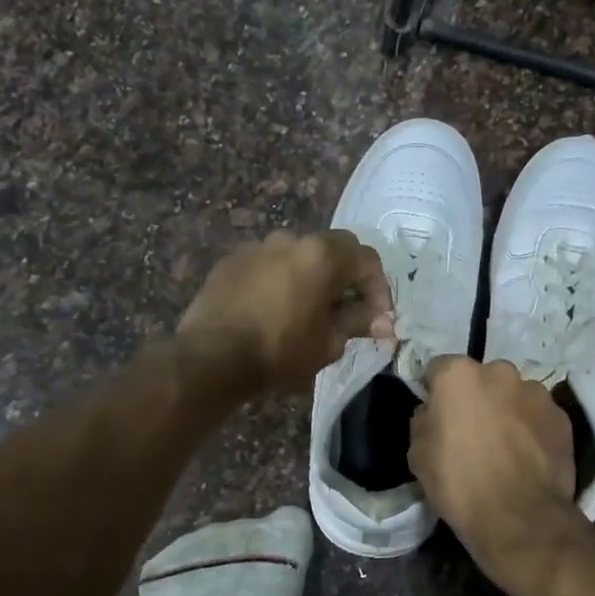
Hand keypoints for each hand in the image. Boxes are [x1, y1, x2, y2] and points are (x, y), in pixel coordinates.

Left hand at [177, 230, 393, 391]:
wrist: (211, 356)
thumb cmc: (280, 351)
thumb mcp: (329, 342)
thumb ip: (358, 322)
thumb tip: (382, 320)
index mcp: (322, 254)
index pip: (367, 260)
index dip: (380, 290)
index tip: (378, 320)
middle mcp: (291, 239)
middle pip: (334, 249)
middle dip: (348, 278)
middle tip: (348, 311)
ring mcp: (258, 246)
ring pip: (299, 255)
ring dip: (312, 277)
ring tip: (308, 310)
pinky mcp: (231, 260)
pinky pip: (268, 265)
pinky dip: (280, 281)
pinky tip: (273, 310)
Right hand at [409, 358, 582, 582]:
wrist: (519, 519)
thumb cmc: (459, 483)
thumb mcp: (418, 455)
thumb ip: (424, 422)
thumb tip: (432, 413)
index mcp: (459, 375)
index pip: (439, 369)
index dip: (436, 392)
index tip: (437, 415)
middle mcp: (500, 372)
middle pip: (482, 379)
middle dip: (477, 398)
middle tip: (473, 432)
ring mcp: (536, 392)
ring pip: (514, 396)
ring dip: (507, 411)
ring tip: (505, 447)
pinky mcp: (562, 417)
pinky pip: (538, 416)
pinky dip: (532, 429)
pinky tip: (528, 457)